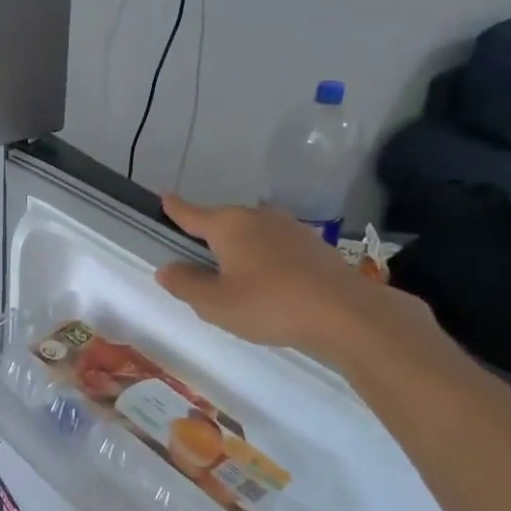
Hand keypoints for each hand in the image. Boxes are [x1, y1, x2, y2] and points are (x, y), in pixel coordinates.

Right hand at [154, 196, 437, 368]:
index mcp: (228, 225)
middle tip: (199, 266)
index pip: (191, 213)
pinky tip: (270, 285)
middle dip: (209, 238)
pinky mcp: (313, 246)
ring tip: (236, 280)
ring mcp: (289, 228)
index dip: (175, 208)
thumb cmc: (270, 304)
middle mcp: (257, 217)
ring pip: (252, 235)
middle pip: (223, 223)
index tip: (163, 197)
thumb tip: (167, 268)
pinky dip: (265, 260)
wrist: (346, 314)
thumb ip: (186, 284)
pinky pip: (275, 247)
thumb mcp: (215, 303)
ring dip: (240, 251)